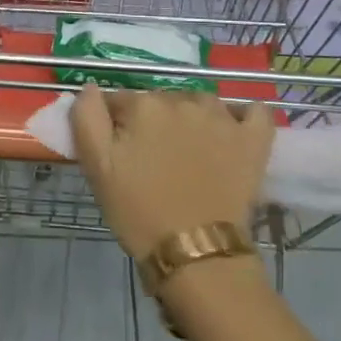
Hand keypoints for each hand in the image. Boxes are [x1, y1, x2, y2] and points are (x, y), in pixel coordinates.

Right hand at [70, 87, 274, 259]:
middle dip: (152, 121)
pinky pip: (253, 112)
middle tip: (151, 159)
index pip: (120, 101)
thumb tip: (91, 87)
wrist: (195, 254)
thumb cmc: (139, 212)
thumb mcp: (97, 167)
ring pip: (200, 102)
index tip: (118, 152)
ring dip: (191, 118)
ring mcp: (223, 117)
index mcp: (144, 105)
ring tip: (188, 152)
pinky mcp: (253, 139)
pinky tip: (233, 132)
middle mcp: (183, 100)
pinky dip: (244, 116)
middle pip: (160, 101)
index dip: (115, 125)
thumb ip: (87, 118)